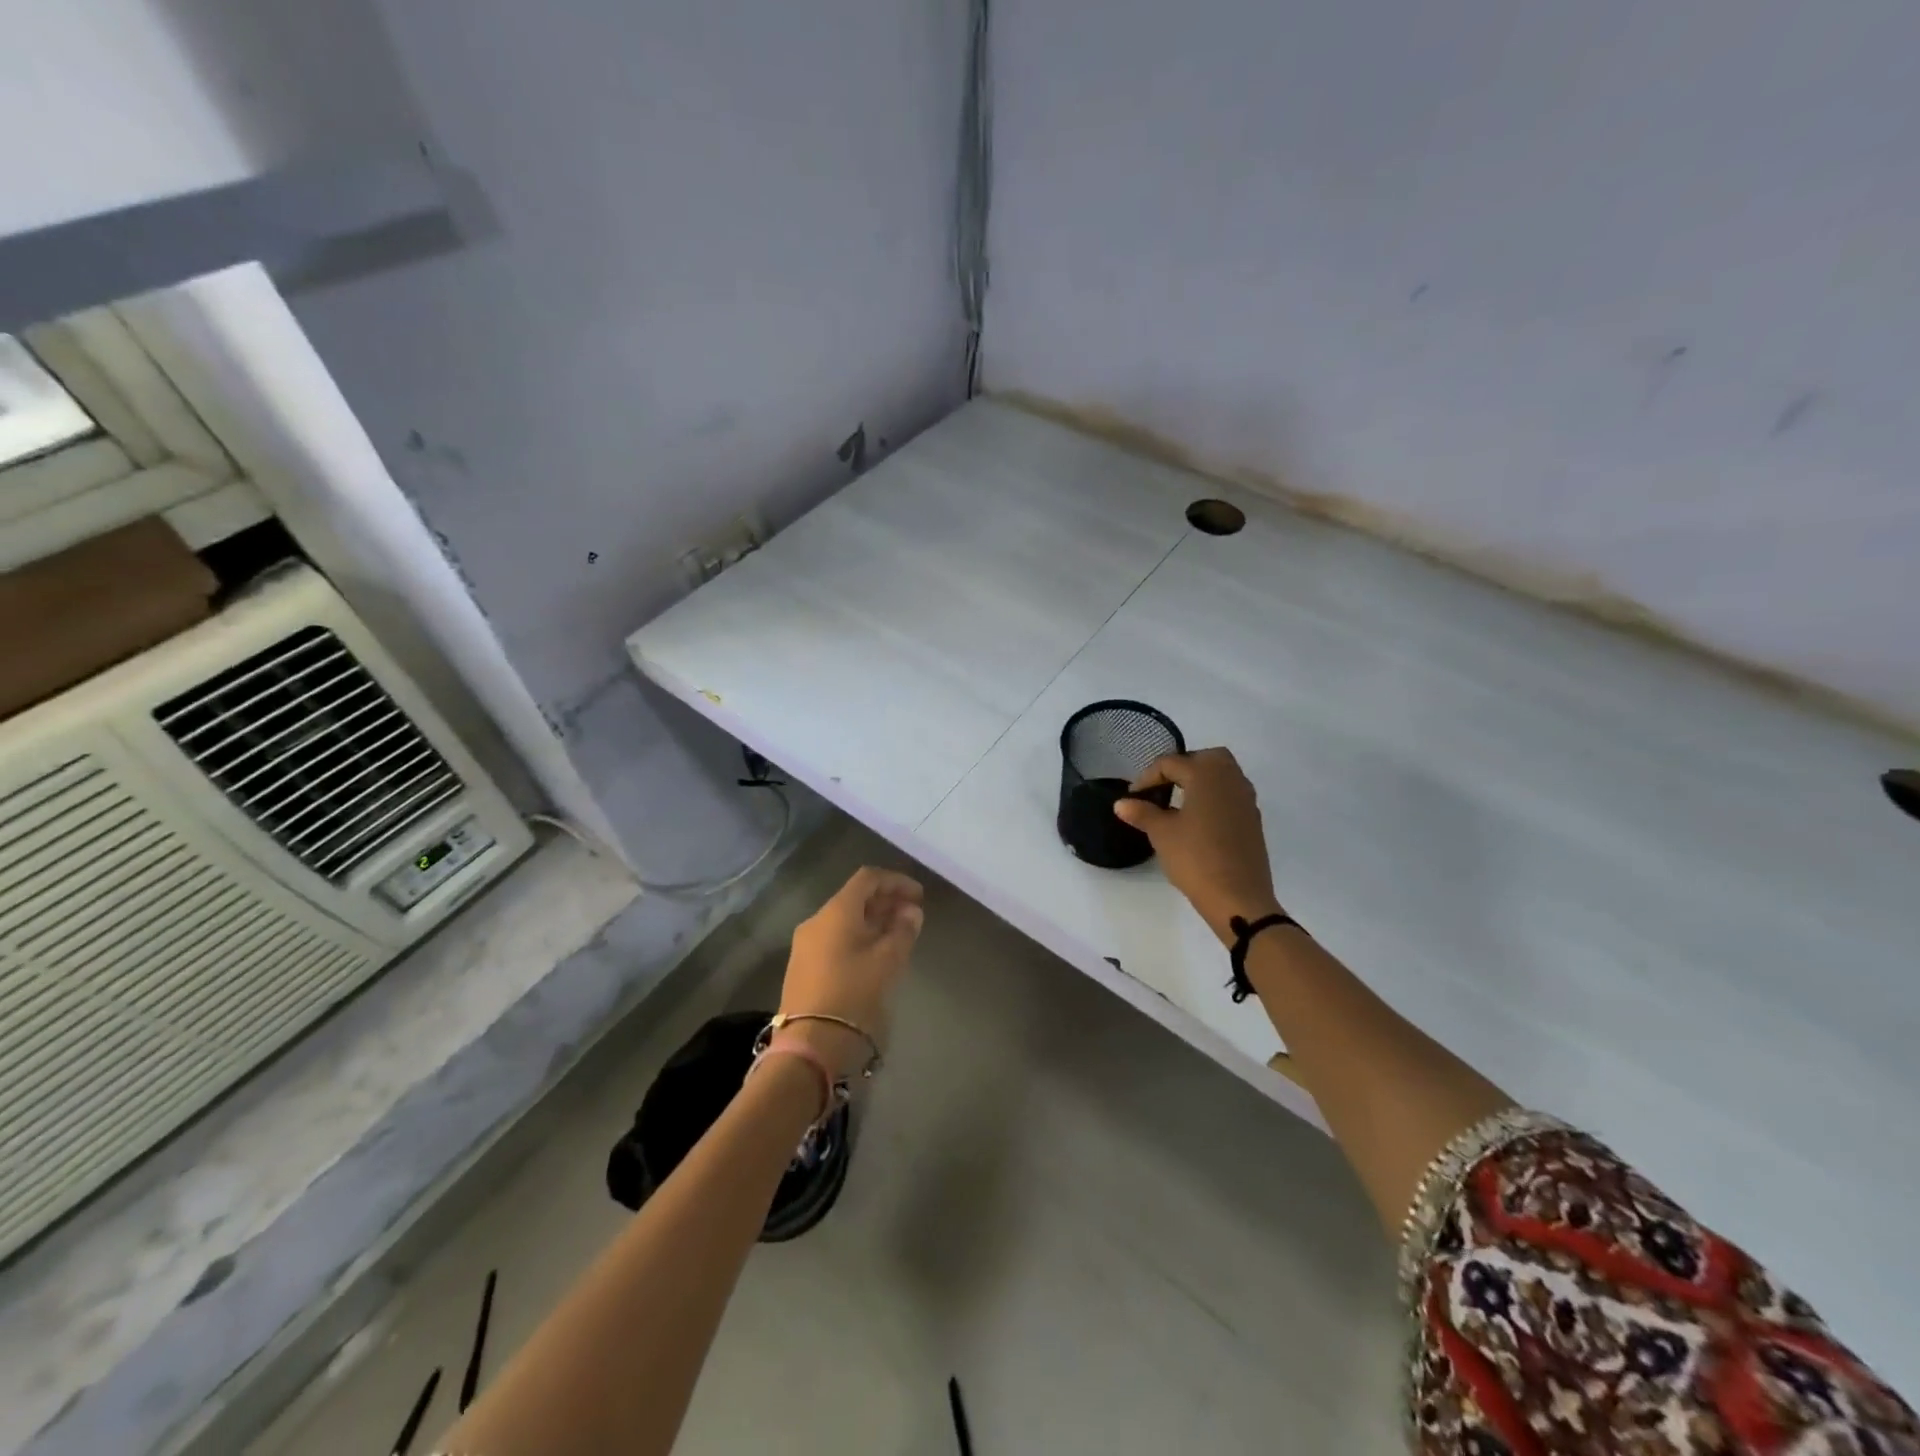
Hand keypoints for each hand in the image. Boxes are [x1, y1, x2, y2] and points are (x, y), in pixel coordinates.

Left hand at [779, 867, 924, 1077]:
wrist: (809, 1043)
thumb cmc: (853, 993)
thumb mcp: (888, 961)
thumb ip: (903, 930)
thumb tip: (911, 912)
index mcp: (836, 911)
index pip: (868, 879)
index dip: (896, 881)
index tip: (920, 897)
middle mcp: (817, 920)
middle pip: (855, 898)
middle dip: (886, 902)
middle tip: (913, 916)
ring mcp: (806, 944)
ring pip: (845, 919)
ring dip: (873, 921)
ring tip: (898, 935)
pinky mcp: (803, 966)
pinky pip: (835, 938)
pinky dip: (859, 936)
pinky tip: (876, 954)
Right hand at [1113, 748, 1281, 945]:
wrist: (1237, 897)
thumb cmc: (1195, 858)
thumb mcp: (1161, 834)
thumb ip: (1142, 813)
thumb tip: (1121, 803)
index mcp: (1207, 775)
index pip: (1171, 763)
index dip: (1147, 777)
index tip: (1133, 797)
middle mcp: (1231, 779)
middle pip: (1206, 758)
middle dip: (1182, 768)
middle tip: (1162, 789)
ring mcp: (1246, 800)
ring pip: (1223, 775)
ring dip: (1200, 781)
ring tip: (1178, 803)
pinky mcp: (1253, 820)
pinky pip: (1231, 795)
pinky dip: (1214, 797)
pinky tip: (1198, 821)